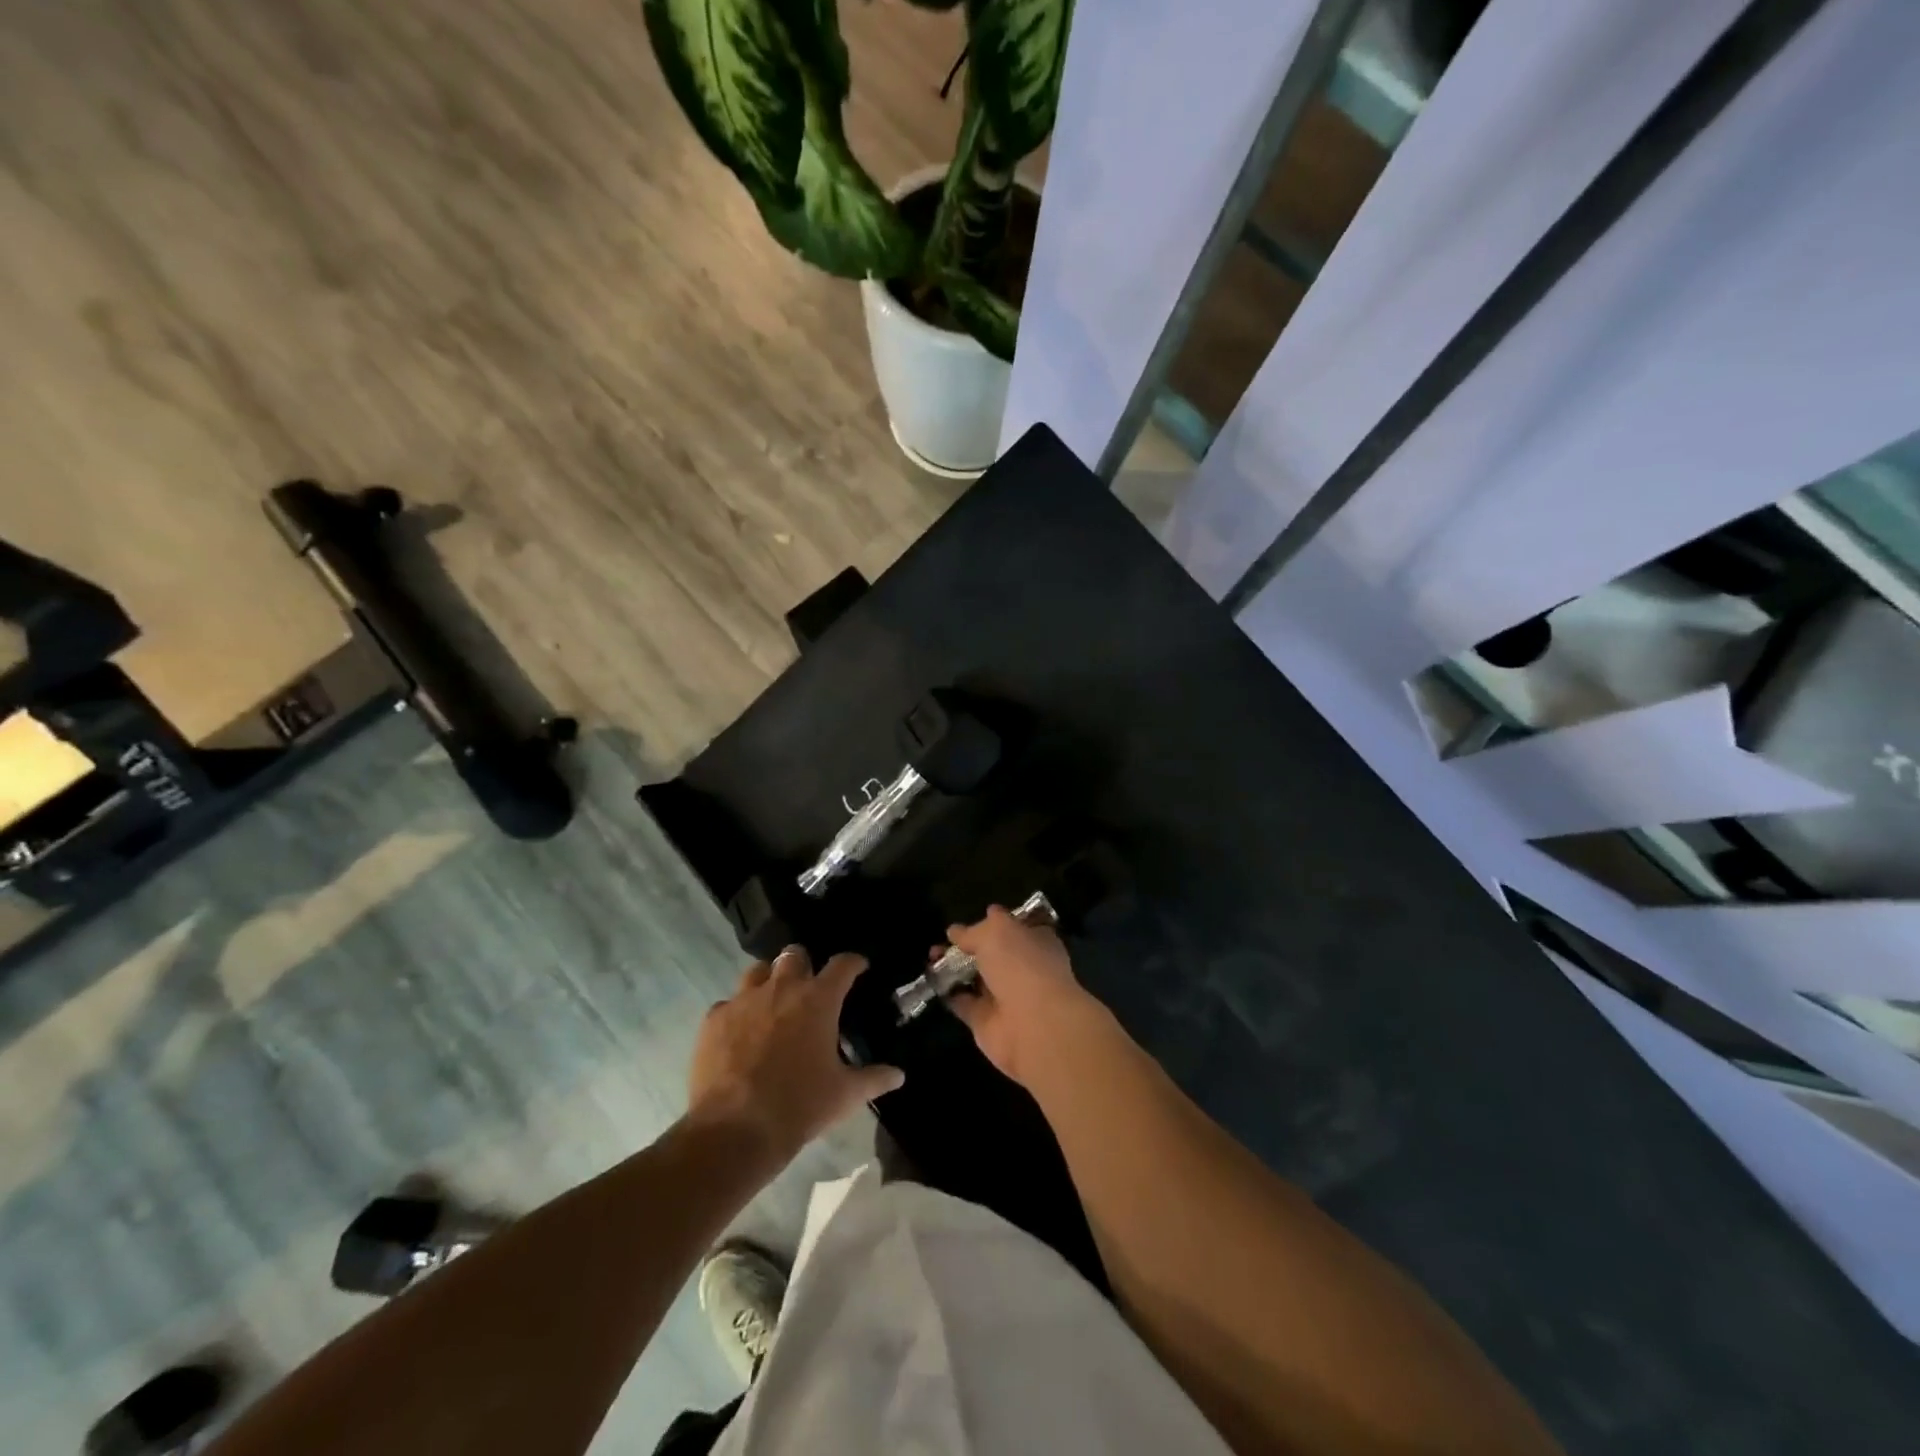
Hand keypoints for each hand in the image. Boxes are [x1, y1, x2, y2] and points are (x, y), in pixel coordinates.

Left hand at [688, 946, 903, 1165]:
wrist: (735, 1128)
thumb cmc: (800, 1105)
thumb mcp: (845, 1095)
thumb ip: (874, 1079)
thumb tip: (898, 1075)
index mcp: (818, 999)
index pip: (842, 964)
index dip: (853, 962)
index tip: (858, 967)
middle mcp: (782, 988)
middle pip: (795, 955)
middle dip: (804, 964)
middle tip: (809, 987)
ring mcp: (744, 1000)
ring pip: (758, 971)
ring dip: (769, 980)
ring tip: (773, 1002)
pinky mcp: (714, 1019)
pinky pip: (728, 1003)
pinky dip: (737, 1012)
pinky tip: (740, 1033)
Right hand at [944, 906, 1109, 1087]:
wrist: (1032, 1025)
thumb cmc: (1021, 965)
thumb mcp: (996, 932)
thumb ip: (974, 931)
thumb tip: (956, 930)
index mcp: (1036, 941)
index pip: (1016, 927)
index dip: (996, 922)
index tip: (975, 916)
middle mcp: (1023, 968)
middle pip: (992, 953)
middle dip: (967, 945)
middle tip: (943, 938)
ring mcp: (1005, 996)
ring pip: (975, 977)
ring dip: (953, 967)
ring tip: (930, 955)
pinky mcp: (986, 1021)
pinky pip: (963, 1002)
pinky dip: (948, 993)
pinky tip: (932, 979)